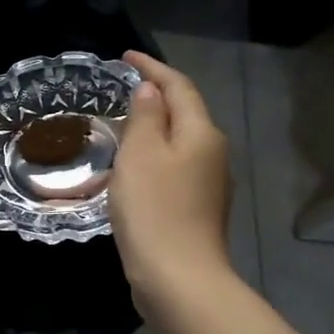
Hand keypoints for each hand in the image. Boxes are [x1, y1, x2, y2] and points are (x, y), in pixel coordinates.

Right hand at [109, 49, 233, 300]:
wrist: (178, 277)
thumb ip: (146, 117)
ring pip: (179, 142)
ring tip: (121, 124)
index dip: (152, 68)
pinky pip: (173, 168)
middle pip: (185, 113)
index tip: (125, 56)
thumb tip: (151, 91)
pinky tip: (132, 168)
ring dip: (153, 128)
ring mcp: (208, 184)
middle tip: (120, 88)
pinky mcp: (196, 208)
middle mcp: (213, 153)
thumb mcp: (141, 155)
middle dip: (156, 96)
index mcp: (202, 133)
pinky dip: (153, 157)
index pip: (179, 87)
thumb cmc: (154, 209)